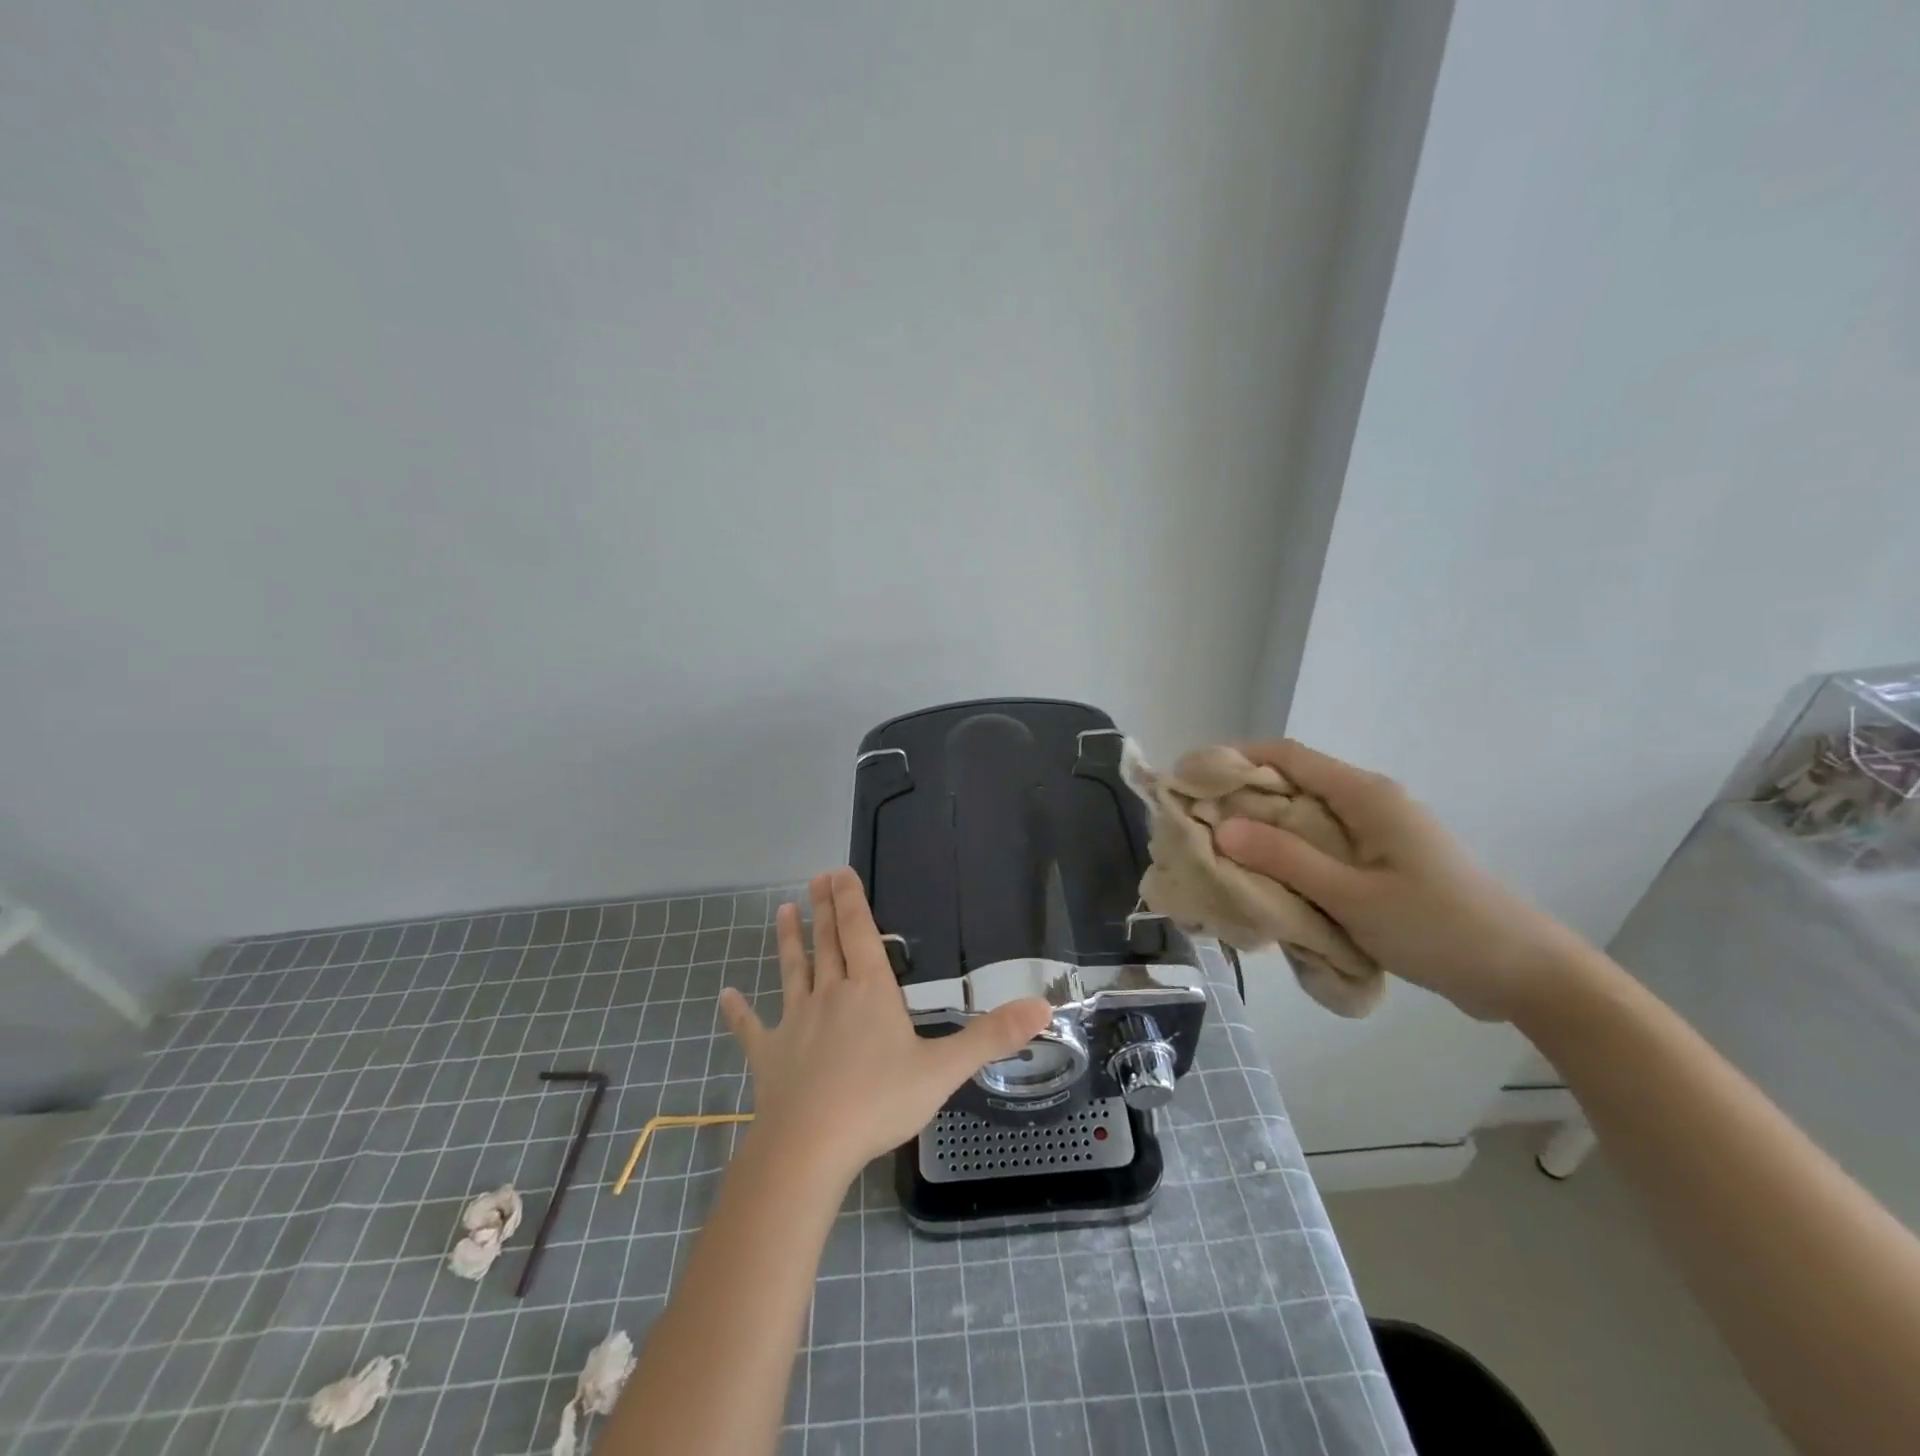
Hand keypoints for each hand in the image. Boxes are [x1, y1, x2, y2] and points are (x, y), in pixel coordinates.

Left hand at [717, 868, 1051, 1184]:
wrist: (810, 1148)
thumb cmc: (878, 1103)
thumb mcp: (943, 1070)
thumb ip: (991, 1037)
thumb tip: (1044, 1006)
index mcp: (869, 993)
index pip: (860, 934)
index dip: (851, 901)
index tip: (838, 871)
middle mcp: (830, 996)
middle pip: (827, 944)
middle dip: (823, 910)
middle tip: (814, 879)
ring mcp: (795, 1023)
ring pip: (792, 972)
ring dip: (788, 942)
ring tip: (782, 912)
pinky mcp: (769, 1055)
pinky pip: (751, 1027)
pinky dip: (738, 1010)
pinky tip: (723, 995)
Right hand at [1213, 740, 1590, 1021]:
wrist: (1525, 973)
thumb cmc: (1440, 928)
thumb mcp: (1354, 897)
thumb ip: (1287, 860)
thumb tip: (1223, 828)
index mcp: (1365, 795)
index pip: (1286, 755)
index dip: (1235, 758)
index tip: (1190, 780)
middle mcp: (1369, 803)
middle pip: (1291, 785)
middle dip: (1241, 801)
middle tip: (1195, 828)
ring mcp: (1378, 833)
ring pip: (1304, 819)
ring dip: (1263, 834)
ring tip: (1220, 857)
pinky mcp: (1382, 862)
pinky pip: (1322, 847)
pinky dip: (1289, 857)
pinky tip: (1267, 884)